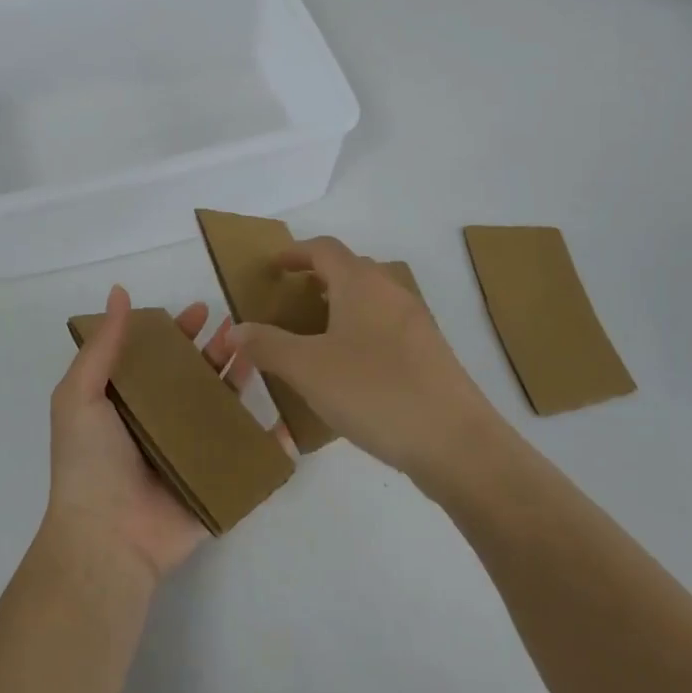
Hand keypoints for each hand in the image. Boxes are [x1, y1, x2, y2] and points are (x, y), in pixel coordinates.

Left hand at [44, 284, 266, 584]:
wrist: (107, 539)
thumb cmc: (90, 461)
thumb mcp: (80, 395)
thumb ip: (103, 345)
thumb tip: (119, 291)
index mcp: (130, 402)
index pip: (160, 357)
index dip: (179, 332)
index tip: (201, 310)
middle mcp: (161, 423)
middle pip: (197, 377)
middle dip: (218, 350)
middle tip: (240, 328)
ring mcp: (191, 453)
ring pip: (224, 408)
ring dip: (242, 380)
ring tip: (262, 353)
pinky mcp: (216, 481)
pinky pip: (247, 456)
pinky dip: (270, 439)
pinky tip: (287, 416)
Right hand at [231, 236, 499, 484]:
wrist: (456, 443)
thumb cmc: (374, 392)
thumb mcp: (308, 369)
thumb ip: (268, 345)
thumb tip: (235, 329)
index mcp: (361, 284)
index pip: (324, 249)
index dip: (296, 252)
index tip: (274, 266)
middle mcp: (392, 292)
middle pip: (351, 269)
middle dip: (318, 278)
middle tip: (291, 301)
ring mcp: (416, 323)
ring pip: (371, 300)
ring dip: (342, 306)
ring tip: (315, 336)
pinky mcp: (430, 354)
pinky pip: (387, 327)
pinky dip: (361, 332)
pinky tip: (350, 369)